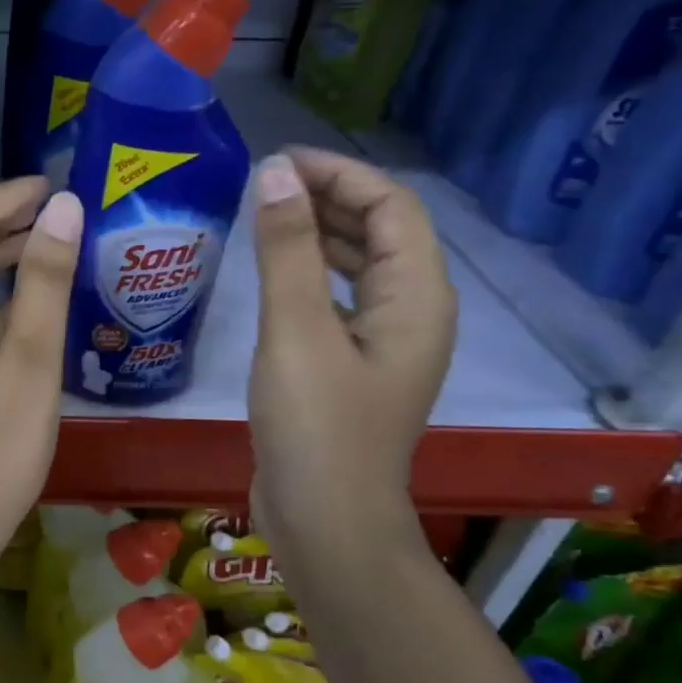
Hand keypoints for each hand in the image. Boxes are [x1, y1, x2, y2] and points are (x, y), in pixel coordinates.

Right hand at [247, 148, 455, 542]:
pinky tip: (272, 270)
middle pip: (381, 231)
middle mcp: (412, 312)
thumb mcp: (296, 330)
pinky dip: (309, 271)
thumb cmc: (316, 425)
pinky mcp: (352, 364)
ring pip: (359, 264)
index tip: (278, 162)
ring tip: (264, 212)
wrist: (324, 521)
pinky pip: (338, 297)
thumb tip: (278, 172)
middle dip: (328, 197)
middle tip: (264, 183)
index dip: (340, 174)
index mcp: (417, 298)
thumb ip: (287, 249)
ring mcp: (383, 341)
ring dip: (318, 231)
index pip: (392, 206)